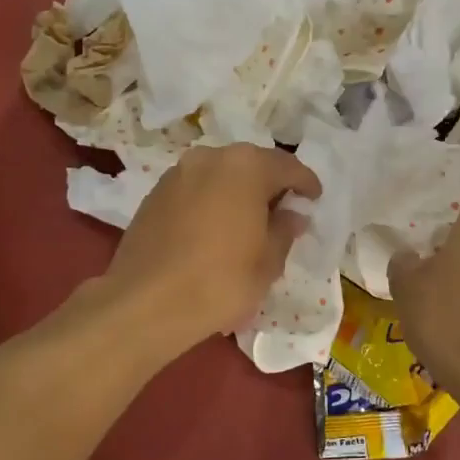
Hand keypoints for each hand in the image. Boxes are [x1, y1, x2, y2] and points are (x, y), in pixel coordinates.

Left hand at [98, 143, 320, 362]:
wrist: (145, 302)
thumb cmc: (220, 281)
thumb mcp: (268, 262)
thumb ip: (285, 230)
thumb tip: (292, 215)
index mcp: (245, 166)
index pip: (287, 167)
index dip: (305, 184)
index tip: (314, 199)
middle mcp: (210, 157)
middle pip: (251, 165)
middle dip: (269, 185)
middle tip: (282, 212)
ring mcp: (177, 173)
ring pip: (219, 175)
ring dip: (237, 192)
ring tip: (247, 223)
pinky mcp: (154, 194)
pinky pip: (195, 190)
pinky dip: (211, 202)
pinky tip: (214, 230)